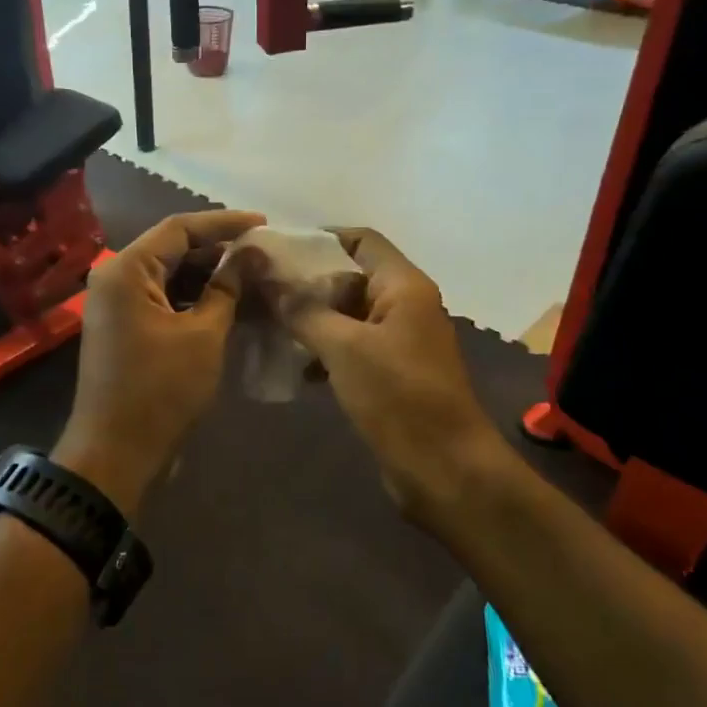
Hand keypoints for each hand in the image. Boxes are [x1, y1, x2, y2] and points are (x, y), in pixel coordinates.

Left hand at [56, 209, 265, 516]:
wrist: (116, 452)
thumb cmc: (161, 390)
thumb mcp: (203, 335)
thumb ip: (227, 288)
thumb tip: (251, 254)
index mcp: (126, 270)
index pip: (179, 228)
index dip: (224, 223)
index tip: (263, 224)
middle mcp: (115, 279)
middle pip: (172, 250)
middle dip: (218, 251)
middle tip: (263, 254)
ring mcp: (117, 306)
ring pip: (169, 276)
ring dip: (209, 277)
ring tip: (254, 277)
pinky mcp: (125, 329)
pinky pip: (163, 301)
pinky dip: (194, 300)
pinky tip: (230, 304)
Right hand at [273, 229, 507, 520]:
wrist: (444, 468)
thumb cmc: (398, 396)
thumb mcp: (344, 348)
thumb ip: (304, 311)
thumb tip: (269, 283)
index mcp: (404, 286)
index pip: (361, 240)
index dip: (320, 239)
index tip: (276, 252)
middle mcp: (405, 305)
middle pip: (352, 276)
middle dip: (308, 282)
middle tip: (262, 291)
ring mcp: (400, 341)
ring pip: (349, 315)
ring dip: (312, 318)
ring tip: (269, 325)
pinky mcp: (392, 374)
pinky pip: (353, 347)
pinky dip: (325, 349)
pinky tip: (296, 366)